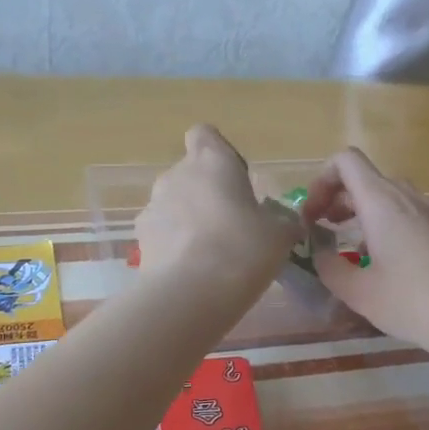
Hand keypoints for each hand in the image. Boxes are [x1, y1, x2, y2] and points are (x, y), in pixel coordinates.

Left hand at [136, 125, 303, 303]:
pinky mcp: (140, 238)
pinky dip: (174, 245)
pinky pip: (161, 232)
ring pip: (173, 203)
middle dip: (207, 194)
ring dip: (189, 220)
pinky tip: (191, 270)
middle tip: (232, 225)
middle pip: (190, 173)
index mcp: (212, 161)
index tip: (236, 181)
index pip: (205, 135)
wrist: (190, 294)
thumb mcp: (280, 236)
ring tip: (211, 254)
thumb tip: (289, 222)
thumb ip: (283, 222)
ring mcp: (153, 206)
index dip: (219, 153)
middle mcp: (176, 175)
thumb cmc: (242, 249)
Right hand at [302, 147, 428, 357]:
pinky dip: (384, 224)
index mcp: (381, 201)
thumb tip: (318, 254)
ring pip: (386, 195)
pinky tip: (383, 262)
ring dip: (360, 212)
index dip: (321, 181)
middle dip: (336, 199)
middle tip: (322, 231)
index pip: (345, 161)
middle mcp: (406, 196)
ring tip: (350, 248)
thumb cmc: (412, 301)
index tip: (313, 216)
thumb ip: (328, 266)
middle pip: (364, 177)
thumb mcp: (357, 291)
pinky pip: (405, 212)